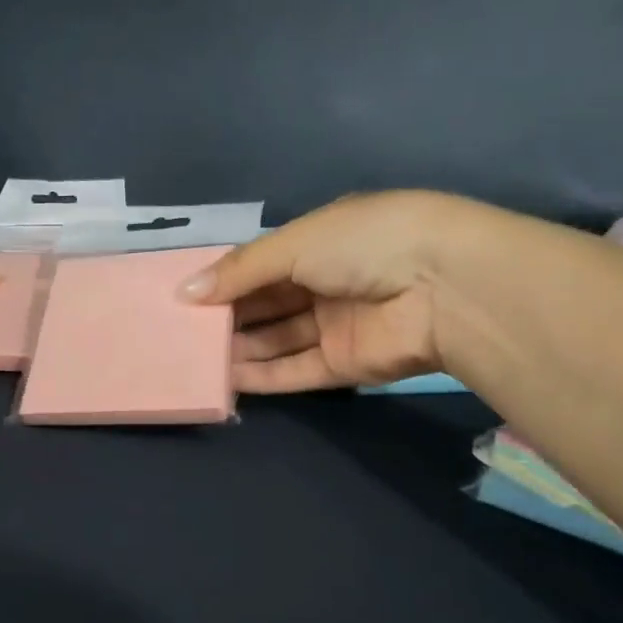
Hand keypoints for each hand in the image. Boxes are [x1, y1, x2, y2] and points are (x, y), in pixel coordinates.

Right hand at [179, 191, 449, 392]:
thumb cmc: (363, 244)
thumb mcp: (294, 243)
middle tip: (180, 332)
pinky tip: (227, 380)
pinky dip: (263, 376)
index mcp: (321, 242)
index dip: (225, 279)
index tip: (185, 297)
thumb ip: (239, 271)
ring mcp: (337, 326)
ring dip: (240, 349)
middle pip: (267, 303)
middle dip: (227, 316)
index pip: (263, 263)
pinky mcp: (346, 366)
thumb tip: (184, 294)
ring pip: (278, 340)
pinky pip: (296, 370)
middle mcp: (327, 282)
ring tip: (193, 359)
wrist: (442, 286)